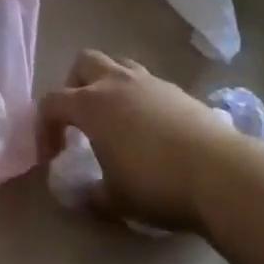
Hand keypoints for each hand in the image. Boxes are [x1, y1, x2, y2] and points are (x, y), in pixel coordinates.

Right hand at [39, 52, 242, 232]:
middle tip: (80, 119)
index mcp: (90, 104)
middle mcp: (115, 82)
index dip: (44, 127)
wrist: (219, 172)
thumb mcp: (115, 200)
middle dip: (74, 86)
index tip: (52, 156)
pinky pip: (145, 82)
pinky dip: (137, 97)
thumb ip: (89, 195)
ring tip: (115, 119)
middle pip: (83, 63)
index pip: (52, 102)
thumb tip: (75, 195)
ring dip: (107, 85)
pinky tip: (149, 129)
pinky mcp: (176, 90)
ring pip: (117, 65)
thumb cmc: (156, 184)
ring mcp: (148, 81)